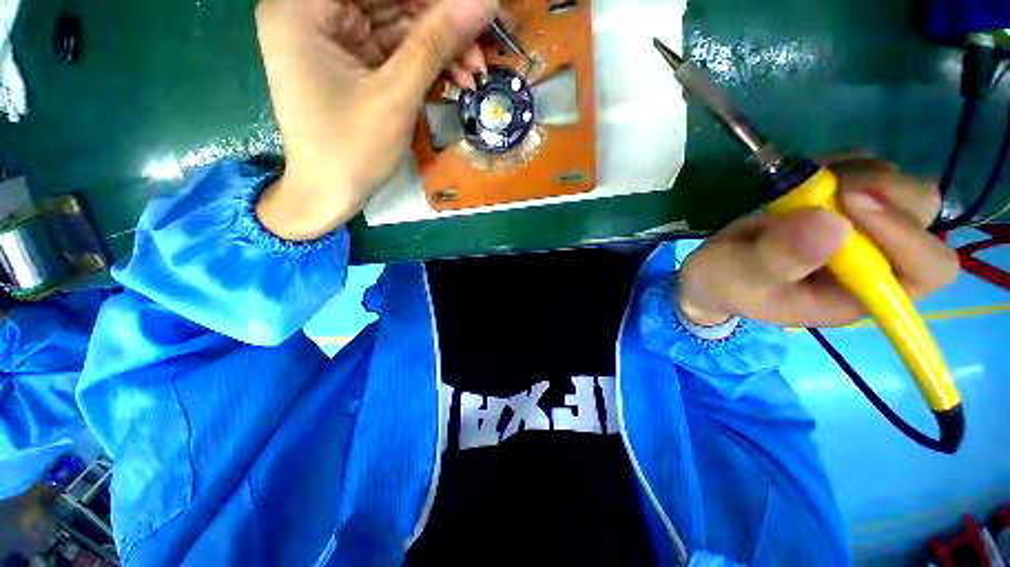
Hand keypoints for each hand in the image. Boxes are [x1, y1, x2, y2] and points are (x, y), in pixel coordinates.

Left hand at [254, 0, 497, 239]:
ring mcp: (333, 37)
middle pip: (391, 2)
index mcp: (305, 8)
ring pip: (399, 25)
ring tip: (474, 75)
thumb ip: (436, 44)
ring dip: (441, 49)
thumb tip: (482, 3)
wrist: (330, 195)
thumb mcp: (395, 96)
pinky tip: (457, 81)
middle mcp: (313, 11)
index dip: (433, 0)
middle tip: (481, 49)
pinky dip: (428, 64)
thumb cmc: (351, 151)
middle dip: (442, 26)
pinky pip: (397, 50)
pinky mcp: (352, 61)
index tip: (474, 10)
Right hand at [677, 158, 959, 327]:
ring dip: (859, 174)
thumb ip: (779, 259)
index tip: (850, 203)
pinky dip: (845, 164)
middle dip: (885, 192)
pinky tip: (810, 177)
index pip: (925, 268)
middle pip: (923, 216)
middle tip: (834, 188)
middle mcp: (876, 260)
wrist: (714, 270)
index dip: (906, 234)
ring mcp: (864, 230)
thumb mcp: (741, 277)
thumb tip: (832, 224)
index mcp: (859, 293)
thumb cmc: (726, 282)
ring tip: (808, 185)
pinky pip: (871, 170)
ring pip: (901, 186)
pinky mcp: (846, 206)